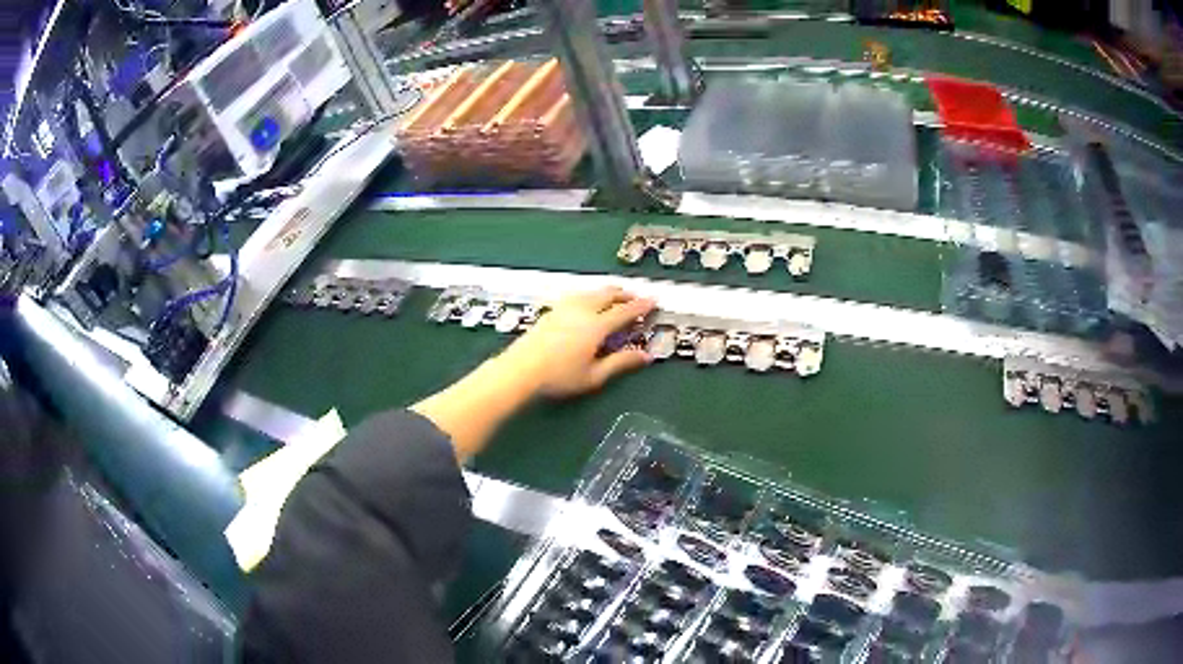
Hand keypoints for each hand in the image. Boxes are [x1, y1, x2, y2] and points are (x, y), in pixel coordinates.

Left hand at [413, 287, 655, 461]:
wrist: (520, 370)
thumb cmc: (559, 377)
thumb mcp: (594, 376)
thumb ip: (620, 363)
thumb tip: (646, 356)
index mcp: (596, 326)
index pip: (624, 312)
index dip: (641, 306)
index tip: (654, 301)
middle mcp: (582, 310)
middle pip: (607, 295)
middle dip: (624, 295)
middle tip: (635, 298)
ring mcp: (564, 308)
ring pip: (591, 292)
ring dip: (607, 292)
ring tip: (614, 296)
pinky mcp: (551, 311)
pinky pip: (577, 295)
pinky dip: (590, 294)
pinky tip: (586, 302)